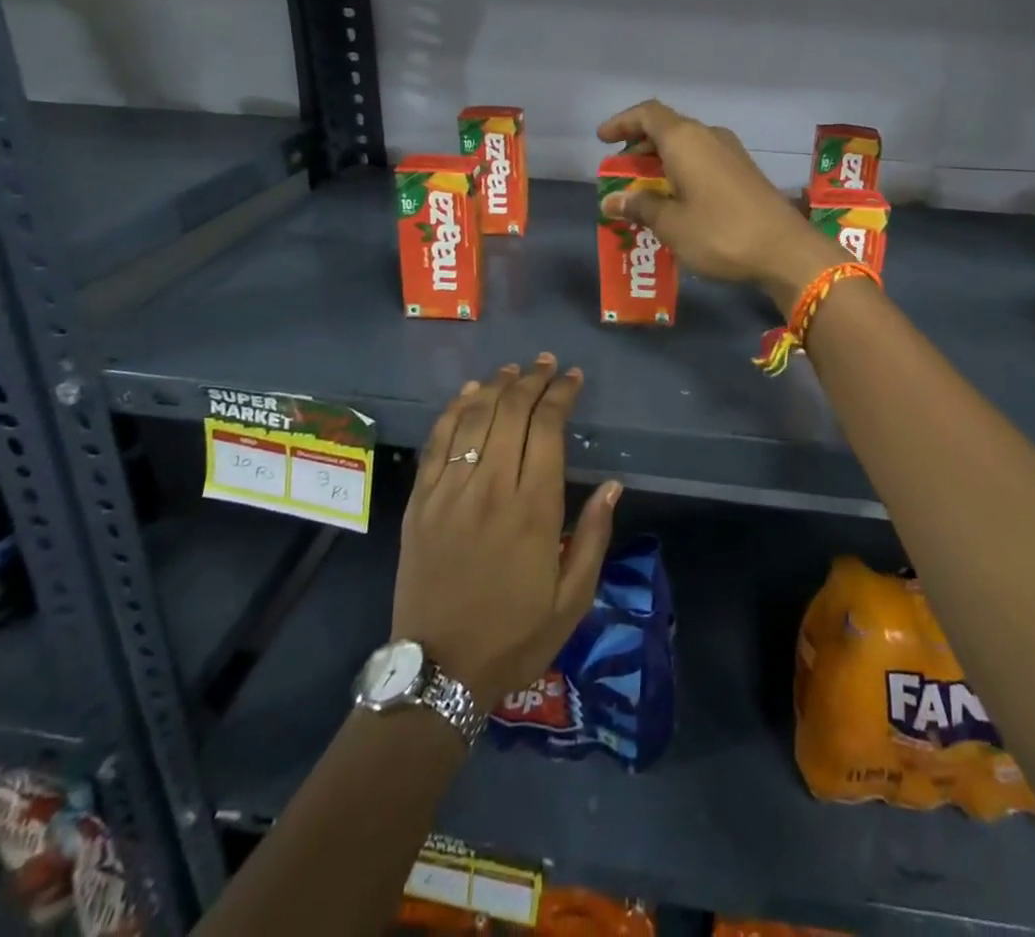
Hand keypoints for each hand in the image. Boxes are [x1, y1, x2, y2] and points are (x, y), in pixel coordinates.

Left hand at [392, 355, 621, 710]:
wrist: (439, 671)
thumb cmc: (516, 636)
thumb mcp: (573, 598)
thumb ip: (593, 536)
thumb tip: (614, 485)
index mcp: (534, 509)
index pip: (548, 428)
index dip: (561, 394)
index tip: (573, 378)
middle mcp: (492, 489)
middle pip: (511, 412)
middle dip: (532, 379)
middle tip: (547, 364)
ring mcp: (450, 492)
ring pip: (474, 418)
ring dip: (496, 385)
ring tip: (513, 369)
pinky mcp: (420, 502)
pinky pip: (437, 442)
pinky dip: (454, 410)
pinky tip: (469, 393)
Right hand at [598, 99, 845, 308]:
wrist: (785, 251)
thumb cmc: (720, 233)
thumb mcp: (671, 224)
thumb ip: (640, 207)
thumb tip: (612, 201)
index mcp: (686, 140)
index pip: (648, 114)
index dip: (622, 122)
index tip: (603, 139)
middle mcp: (709, 137)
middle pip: (667, 129)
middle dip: (639, 148)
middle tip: (620, 173)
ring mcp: (731, 153)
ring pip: (687, 146)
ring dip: (661, 162)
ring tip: (643, 191)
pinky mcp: (744, 172)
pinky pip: (703, 161)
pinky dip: (682, 172)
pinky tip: (676, 200)